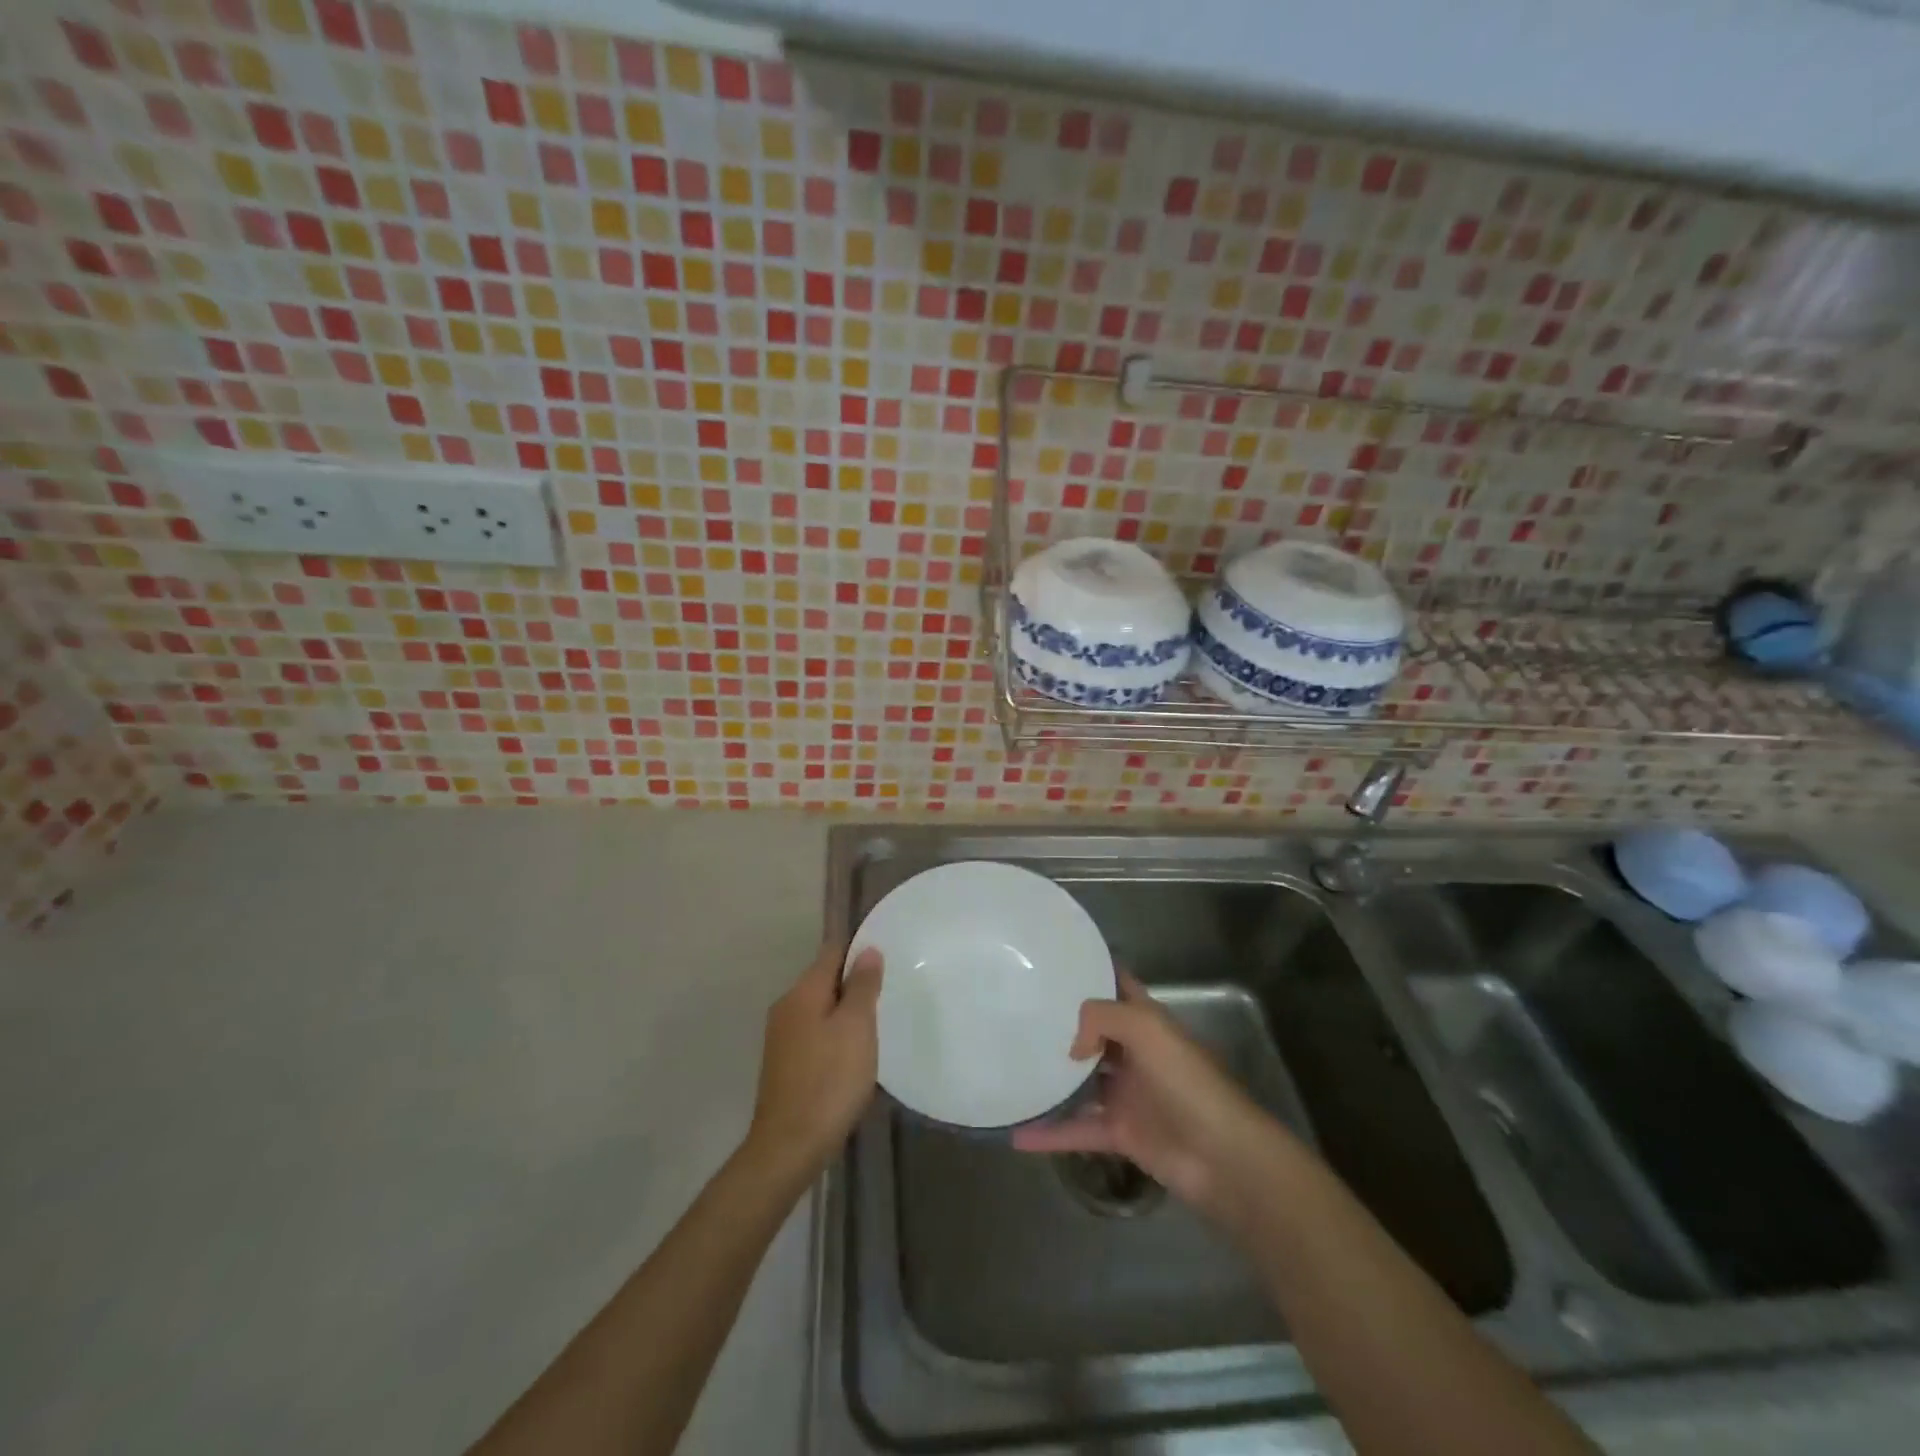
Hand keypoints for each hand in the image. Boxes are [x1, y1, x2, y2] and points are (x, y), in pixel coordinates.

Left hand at [745, 944, 883, 1180]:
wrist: (789, 1146)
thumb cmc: (830, 1080)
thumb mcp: (856, 1027)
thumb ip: (862, 986)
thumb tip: (867, 950)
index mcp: (803, 992)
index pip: (832, 952)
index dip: (859, 950)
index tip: (887, 956)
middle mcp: (786, 1007)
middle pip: (825, 980)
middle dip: (854, 983)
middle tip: (889, 993)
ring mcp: (781, 1037)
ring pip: (820, 1009)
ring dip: (845, 1012)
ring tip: (876, 1024)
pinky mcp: (784, 1064)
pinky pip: (814, 1034)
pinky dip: (835, 1035)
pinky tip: (853, 1054)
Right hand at [1013, 974, 1278, 1222]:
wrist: (1222, 1156)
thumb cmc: (1187, 1081)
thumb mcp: (1147, 1029)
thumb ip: (1102, 1018)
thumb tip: (1072, 1045)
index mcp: (1146, 1021)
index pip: (1117, 985)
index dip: (1091, 970)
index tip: (1051, 962)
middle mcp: (1135, 1053)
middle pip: (1093, 1033)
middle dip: (1061, 1024)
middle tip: (1018, 1013)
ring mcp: (1127, 1094)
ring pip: (1081, 1081)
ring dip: (1052, 1077)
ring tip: (1010, 1066)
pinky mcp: (1121, 1133)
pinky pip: (1078, 1129)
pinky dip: (1050, 1133)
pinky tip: (1017, 1133)